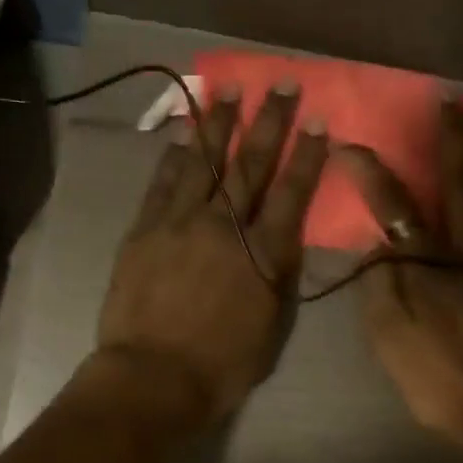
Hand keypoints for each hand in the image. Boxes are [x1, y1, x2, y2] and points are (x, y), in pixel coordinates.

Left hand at [93, 84, 328, 426]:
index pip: (292, 192)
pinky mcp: (144, 231)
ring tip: (228, 90)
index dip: (307, 154)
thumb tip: (282, 242)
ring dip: (218, 124)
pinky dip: (174, 157)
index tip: (318, 119)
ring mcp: (179, 224)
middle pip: (250, 165)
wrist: (152, 378)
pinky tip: (182, 135)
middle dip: (269, 122)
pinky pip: (161, 184)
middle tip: (281, 84)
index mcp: (263, 254)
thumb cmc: (220, 367)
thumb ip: (279, 279)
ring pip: (203, 163)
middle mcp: (224, 227)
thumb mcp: (271, 329)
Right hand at [341, 102, 462, 455]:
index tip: (349, 144)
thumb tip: (375, 246)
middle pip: (462, 187)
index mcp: (428, 268)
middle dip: (455, 142)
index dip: (370, 174)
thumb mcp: (391, 342)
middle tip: (452, 102)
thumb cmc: (441, 383)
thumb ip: (380, 289)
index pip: (395, 209)